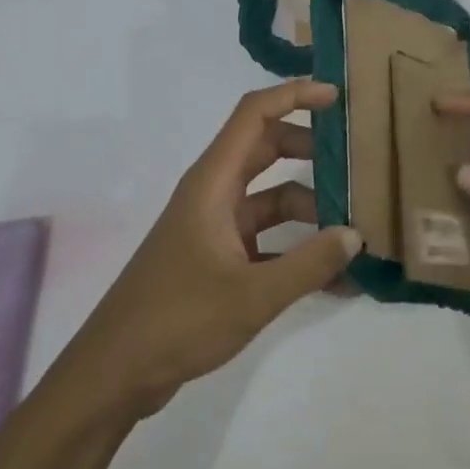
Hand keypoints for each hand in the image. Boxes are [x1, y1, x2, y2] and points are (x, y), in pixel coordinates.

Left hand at [60, 79, 359, 417]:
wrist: (115, 373)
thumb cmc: (178, 319)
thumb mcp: (253, 294)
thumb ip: (309, 264)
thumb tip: (355, 235)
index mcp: (213, 183)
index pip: (254, 115)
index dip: (293, 96)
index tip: (336, 98)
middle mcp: (213, 194)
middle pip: (265, 149)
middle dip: (310, 150)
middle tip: (354, 161)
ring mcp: (213, 227)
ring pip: (269, 198)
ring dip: (309, 208)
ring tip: (354, 229)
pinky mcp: (215, 259)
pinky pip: (265, 240)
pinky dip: (295, 250)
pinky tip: (333, 279)